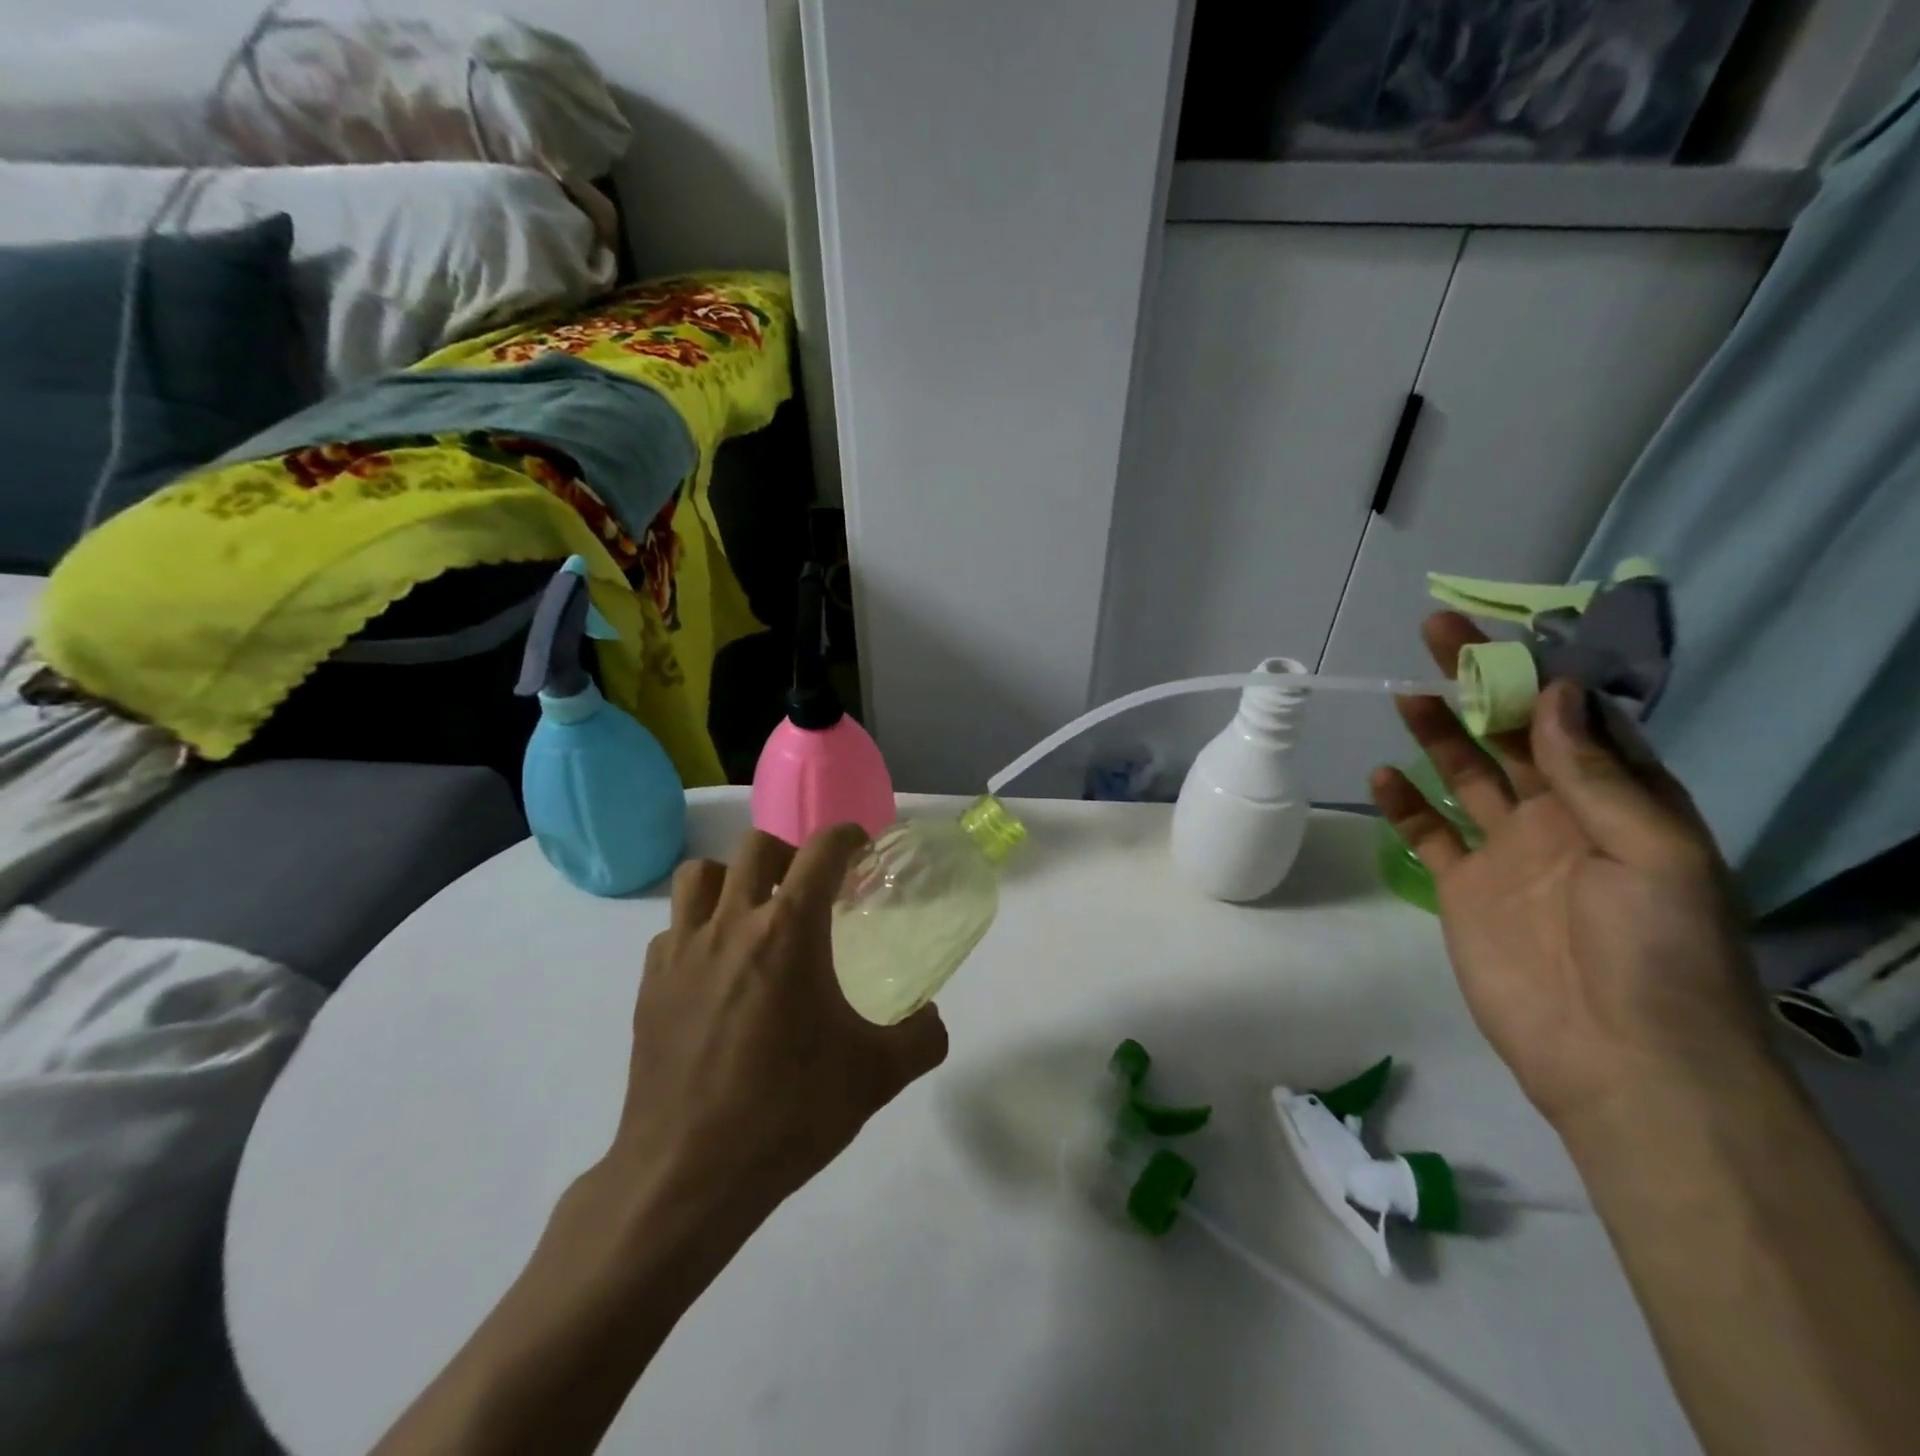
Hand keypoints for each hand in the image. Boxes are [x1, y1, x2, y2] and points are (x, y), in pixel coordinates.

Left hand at [586, 825, 948, 1237]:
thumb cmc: (787, 1113)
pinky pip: (674, 928)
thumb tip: (932, 1019)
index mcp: (788, 931)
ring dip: (733, 879)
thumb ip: (921, 1038)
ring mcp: (682, 951)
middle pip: (756, 846)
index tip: (861, 849)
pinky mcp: (650, 983)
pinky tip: (716, 970)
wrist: (688, 1175)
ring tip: (755, 915)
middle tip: (810, 890)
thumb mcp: (876, 1077)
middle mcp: (732, 924)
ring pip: (701, 875)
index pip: (821, 850)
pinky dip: (699, 929)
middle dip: (791, 854)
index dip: (846, 837)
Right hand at [1370, 613, 1772, 1131]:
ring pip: (1465, 777)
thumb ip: (1596, 775)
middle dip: (1478, 685)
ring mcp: (1508, 853)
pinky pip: (1429, 834)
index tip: (1501, 633)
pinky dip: (1404, 806)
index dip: (1541, 673)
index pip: (1576, 720)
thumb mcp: (1652, 853)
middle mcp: (1563, 818)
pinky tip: (1383, 777)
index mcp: (1621, 803)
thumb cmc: (1658, 952)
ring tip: (1405, 696)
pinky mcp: (1463, 888)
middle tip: (1436, 635)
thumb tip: (1553, 695)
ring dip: (1438, 735)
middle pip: (1511, 736)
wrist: (1619, 1060)